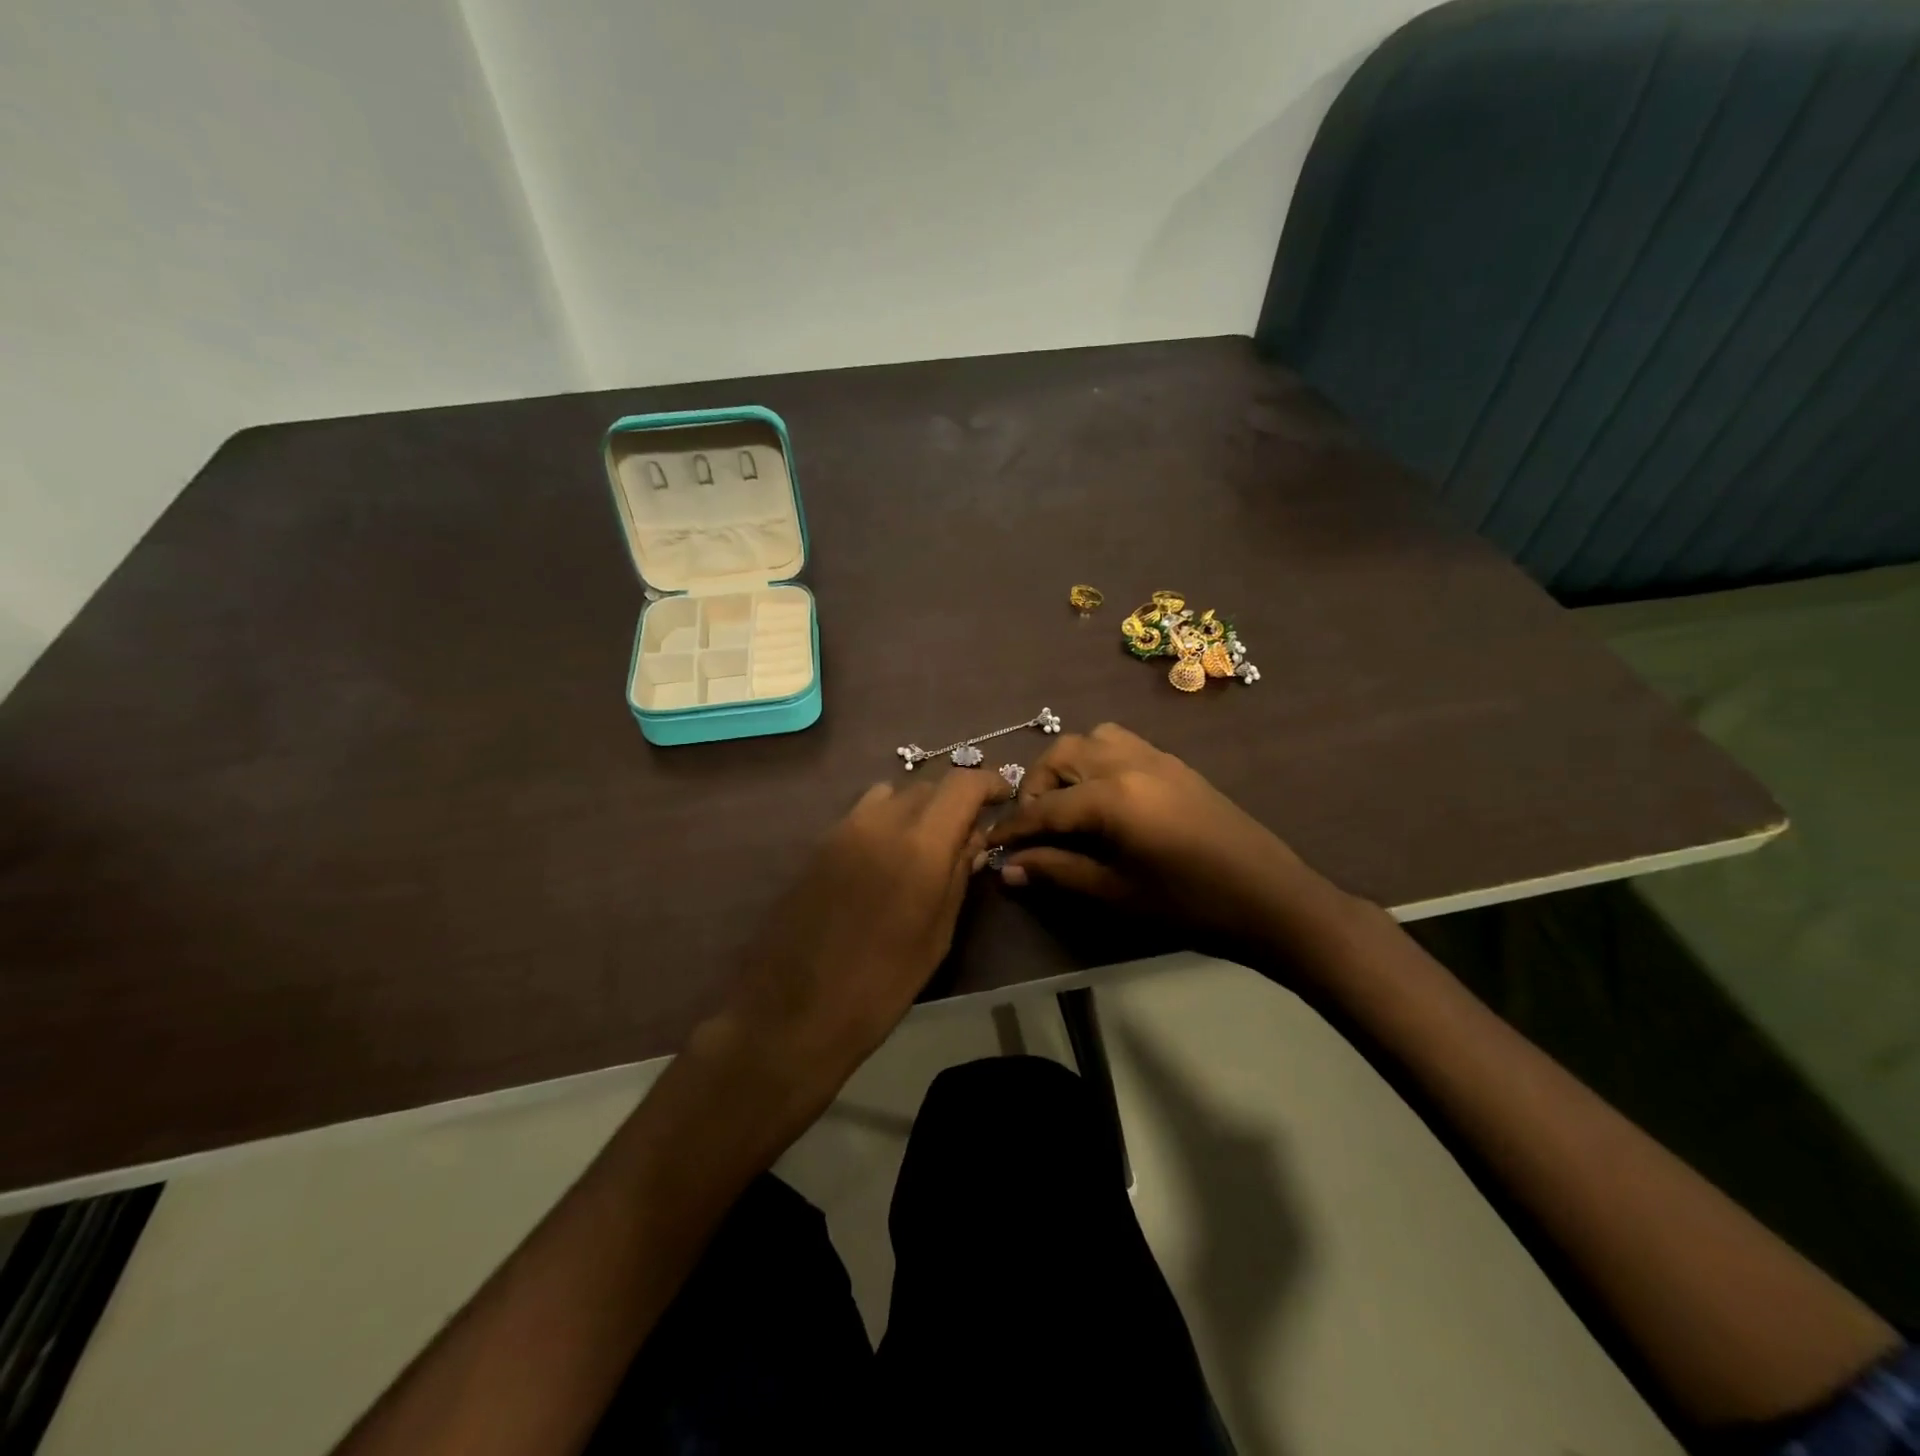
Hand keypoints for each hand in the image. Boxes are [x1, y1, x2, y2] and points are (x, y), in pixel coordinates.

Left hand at [694, 768, 1010, 1130]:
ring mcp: (843, 829)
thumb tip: (974, 839)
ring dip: (918, 807)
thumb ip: (957, 876)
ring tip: (926, 842)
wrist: (793, 1012)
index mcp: (919, 845)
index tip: (1003, 796)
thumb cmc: (880, 985)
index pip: (961, 784)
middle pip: (927, 785)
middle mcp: (881, 822)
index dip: (988, 782)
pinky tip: (887, 858)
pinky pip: (863, 814)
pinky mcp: (819, 843)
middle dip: (954, 799)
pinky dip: (887, 820)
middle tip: (968, 831)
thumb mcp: (937, 935)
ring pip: (892, 794)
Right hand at [985, 722, 1346, 959]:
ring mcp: (1155, 757)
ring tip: (1067, 806)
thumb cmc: (1190, 905)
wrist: (1271, 899)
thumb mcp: (1116, 893)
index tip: (990, 845)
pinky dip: (1097, 760)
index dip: (1013, 829)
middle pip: (1061, 755)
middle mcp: (1128, 762)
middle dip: (1035, 787)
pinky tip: (1104, 798)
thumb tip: (1007, 867)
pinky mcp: (1175, 763)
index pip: (1044, 808)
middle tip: (1034, 827)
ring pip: (1092, 739)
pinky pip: (1122, 743)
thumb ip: (1058, 872)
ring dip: (1067, 765)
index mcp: (1112, 797)